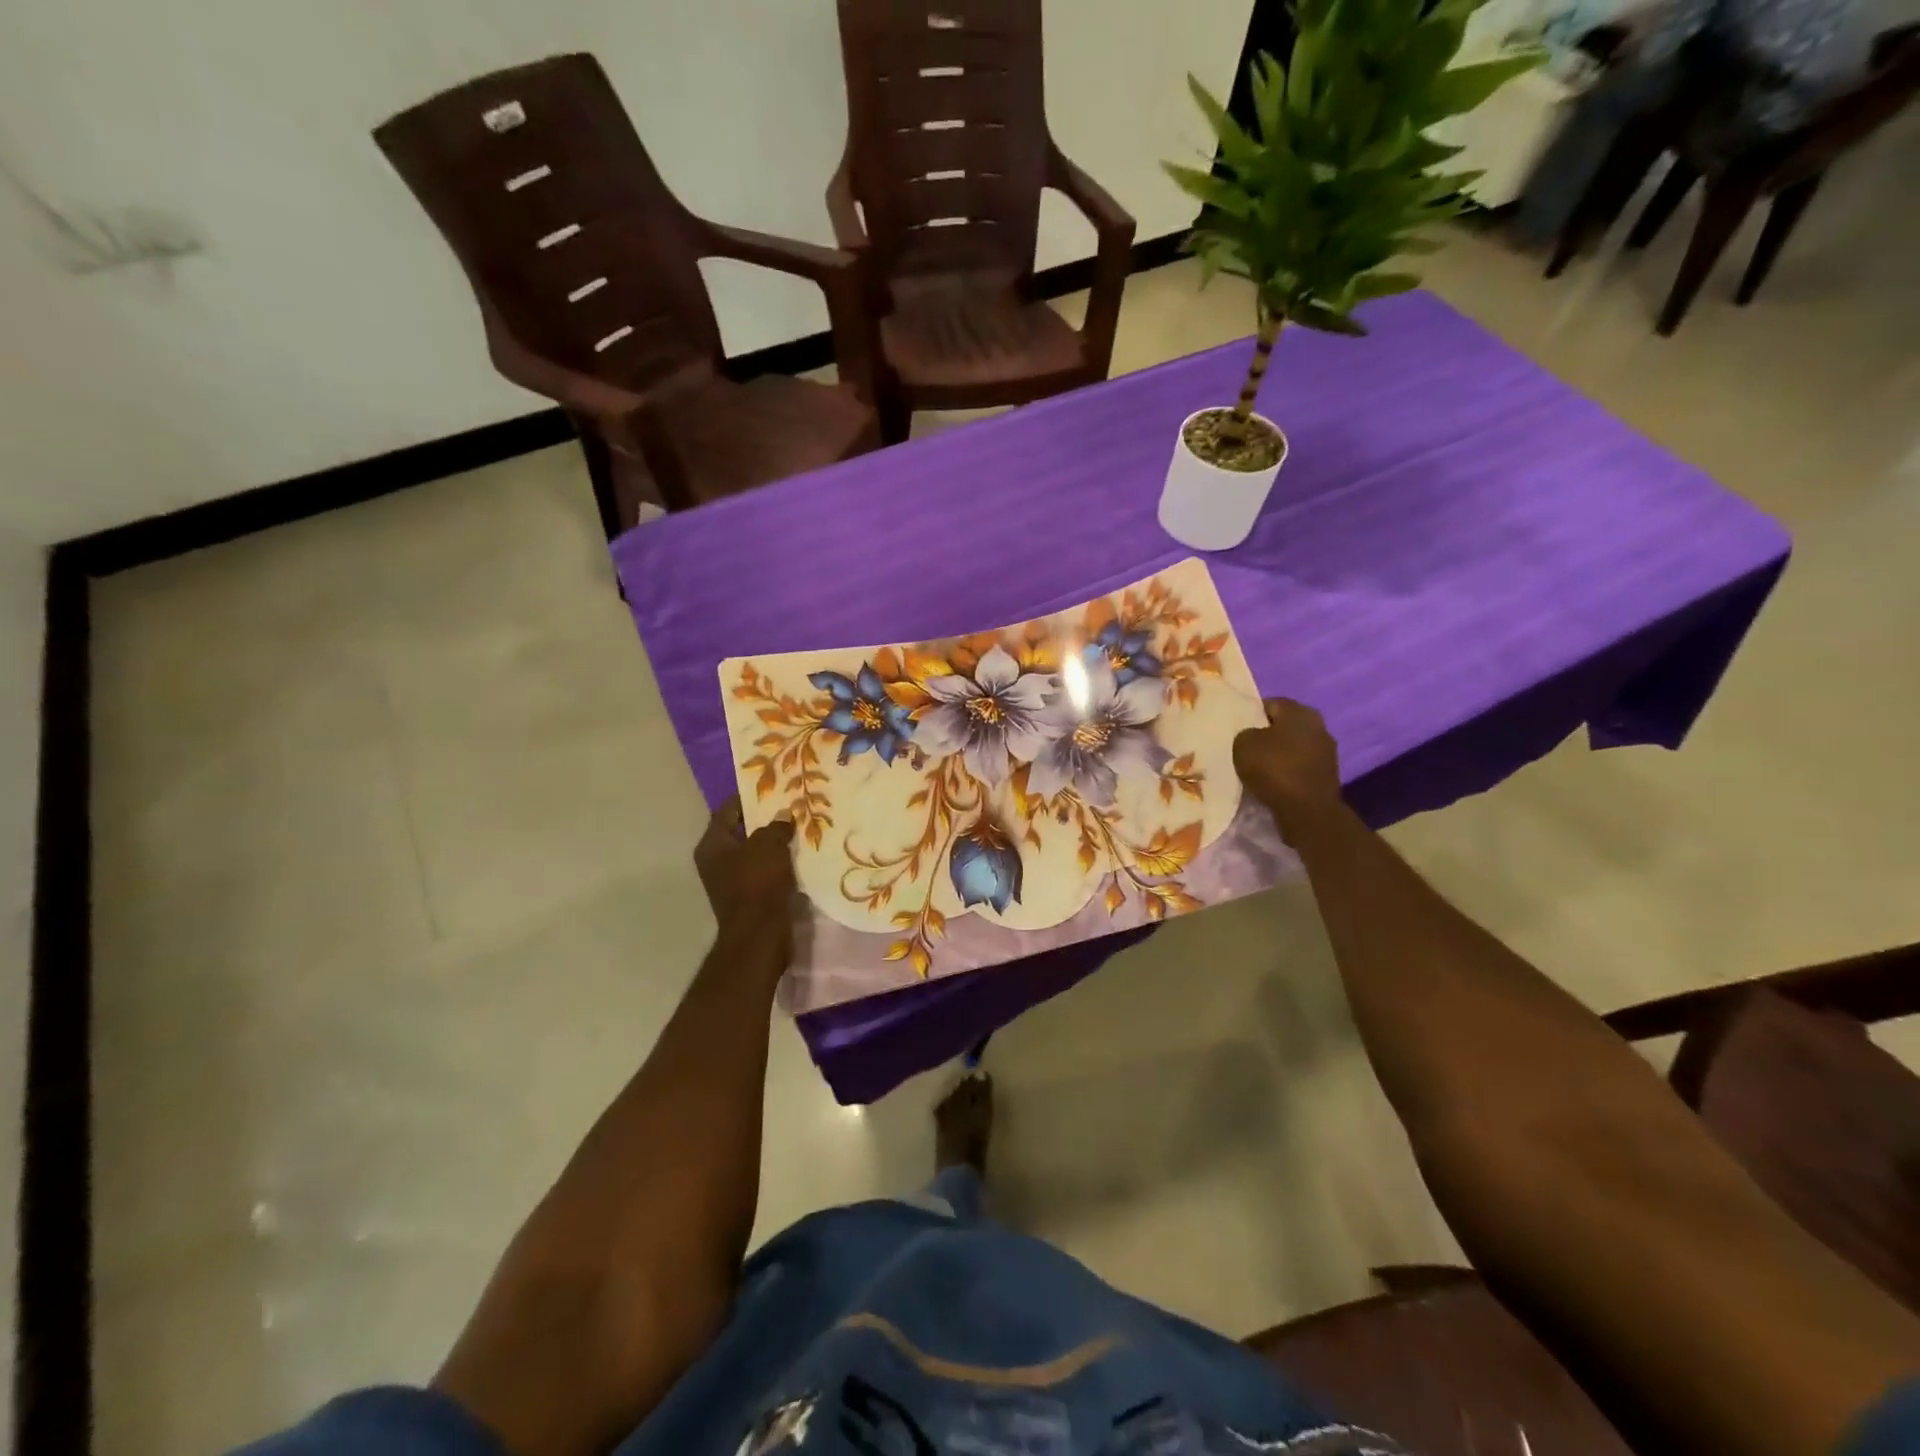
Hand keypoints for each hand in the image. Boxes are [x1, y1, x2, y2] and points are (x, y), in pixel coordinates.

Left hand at [694, 798, 796, 935]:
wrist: (760, 934)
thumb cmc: (757, 883)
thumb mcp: (768, 845)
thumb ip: (776, 826)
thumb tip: (784, 816)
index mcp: (712, 846)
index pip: (727, 811)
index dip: (747, 798)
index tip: (771, 787)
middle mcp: (716, 862)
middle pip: (741, 833)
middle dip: (765, 821)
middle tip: (790, 807)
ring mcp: (732, 882)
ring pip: (755, 854)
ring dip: (775, 844)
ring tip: (799, 829)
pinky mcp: (749, 898)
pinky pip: (765, 873)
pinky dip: (779, 864)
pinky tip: (800, 856)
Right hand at [1232, 698, 1342, 841]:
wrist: (1307, 809)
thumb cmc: (1274, 768)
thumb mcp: (1243, 744)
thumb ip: (1246, 733)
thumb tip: (1253, 736)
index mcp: (1300, 711)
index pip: (1270, 704)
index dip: (1251, 715)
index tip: (1237, 729)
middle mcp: (1318, 725)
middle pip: (1285, 725)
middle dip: (1267, 735)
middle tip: (1246, 748)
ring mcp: (1327, 751)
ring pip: (1294, 746)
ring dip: (1279, 754)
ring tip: (1258, 768)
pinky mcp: (1328, 774)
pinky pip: (1300, 766)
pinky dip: (1288, 771)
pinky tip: (1273, 782)